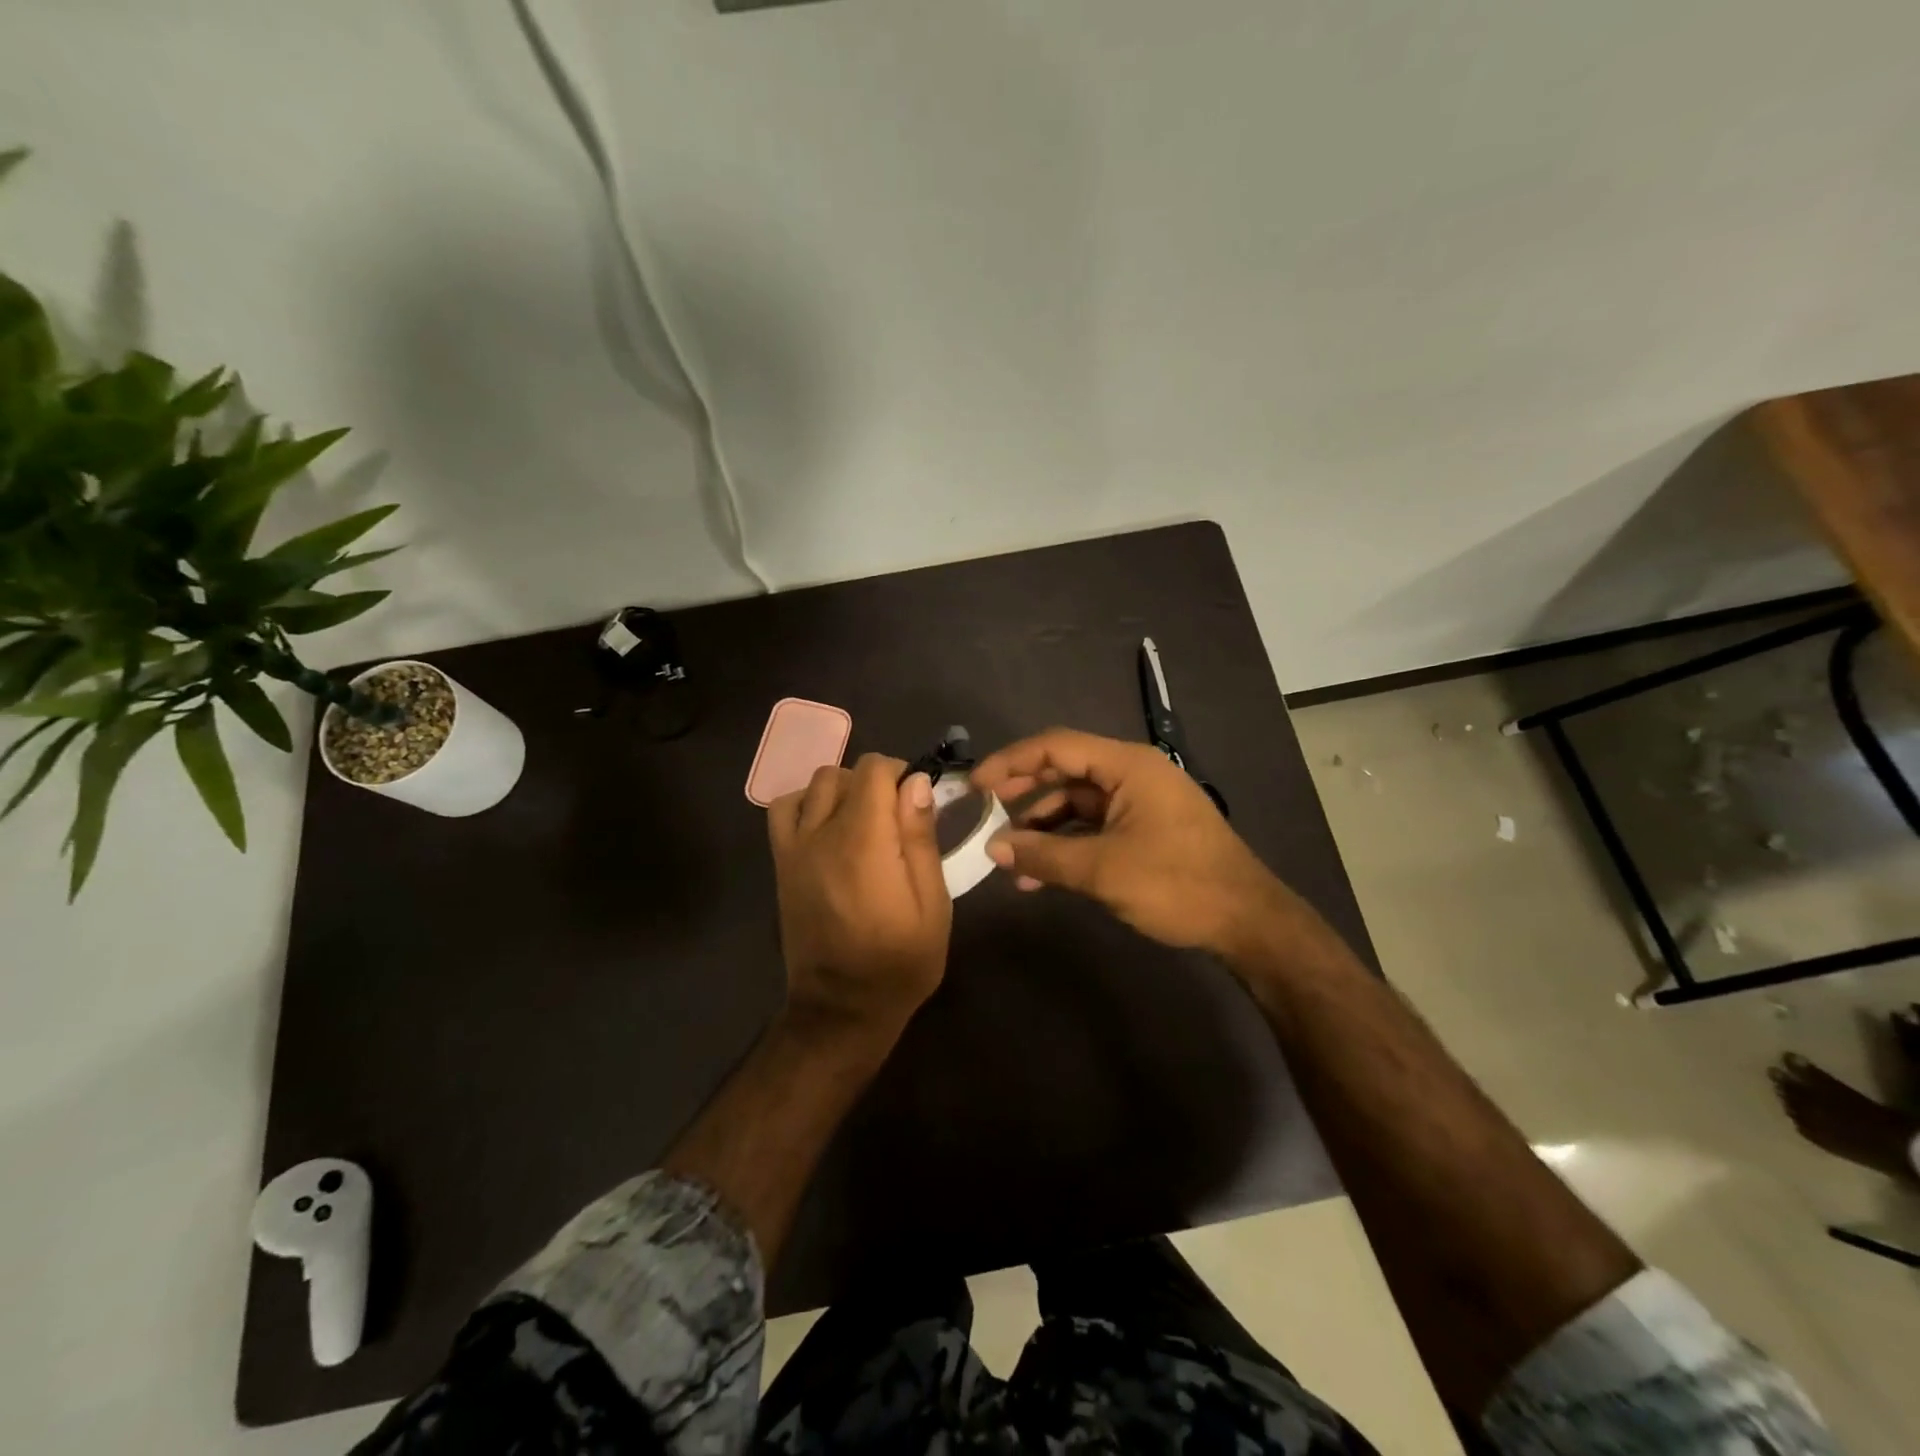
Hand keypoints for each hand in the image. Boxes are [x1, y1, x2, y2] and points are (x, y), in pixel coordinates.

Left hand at [767, 754, 951, 1037]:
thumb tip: (916, 782)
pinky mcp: (781, 863)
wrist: (841, 1009)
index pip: (874, 770)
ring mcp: (794, 848)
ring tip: (863, 820)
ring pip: (813, 784)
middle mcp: (822, 835)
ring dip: (842, 789)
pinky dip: (805, 803)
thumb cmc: (900, 962)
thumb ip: (921, 838)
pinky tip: (827, 826)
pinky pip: (783, 809)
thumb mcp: (932, 905)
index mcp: (864, 843)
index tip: (917, 803)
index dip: (901, 774)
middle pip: (844, 773)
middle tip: (897, 817)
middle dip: (875, 782)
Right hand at [971, 727, 1286, 954]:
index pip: (1056, 746)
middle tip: (984, 811)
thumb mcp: (1103, 870)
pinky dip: (1066, 843)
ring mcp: (1140, 802)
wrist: (1248, 922)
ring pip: (1077, 802)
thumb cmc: (1177, 884)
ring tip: (1008, 856)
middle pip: (1065, 770)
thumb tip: (993, 848)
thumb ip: (1043, 856)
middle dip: (1023, 791)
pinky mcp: (1144, 829)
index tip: (975, 785)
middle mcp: (1133, 774)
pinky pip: (1094, 826)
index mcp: (1127, 766)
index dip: (1011, 762)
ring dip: (1042, 826)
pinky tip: (1039, 874)